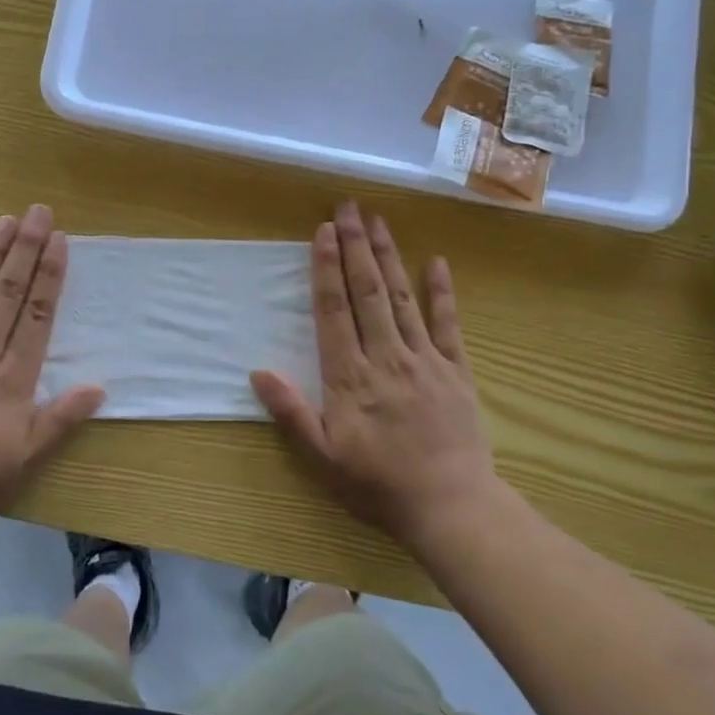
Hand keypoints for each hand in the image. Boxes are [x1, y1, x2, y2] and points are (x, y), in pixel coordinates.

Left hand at [0, 205, 103, 540]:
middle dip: (24, 251)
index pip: (35, 317)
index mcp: (10, 380)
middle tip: (37, 212)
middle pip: (6, 295)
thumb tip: (98, 387)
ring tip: (2, 221)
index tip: (58, 241)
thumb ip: (59, 420)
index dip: (48, 276)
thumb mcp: (23, 461)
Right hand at [251, 201, 508, 546]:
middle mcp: (386, 357)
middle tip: (348, 208)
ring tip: (379, 222)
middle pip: (368, 292)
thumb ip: (291, 412)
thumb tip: (258, 372)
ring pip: (402, 298)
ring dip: (389, 257)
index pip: (334, 310)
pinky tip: (436, 262)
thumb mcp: (323, 457)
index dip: (326, 268)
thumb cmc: (378, 484)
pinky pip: (448, 324)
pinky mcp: (456, 371)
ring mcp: (425, 360)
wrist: (451, 506)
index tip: (323, 232)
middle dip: (356, 247)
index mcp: (350, 376)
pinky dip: (441, 292)